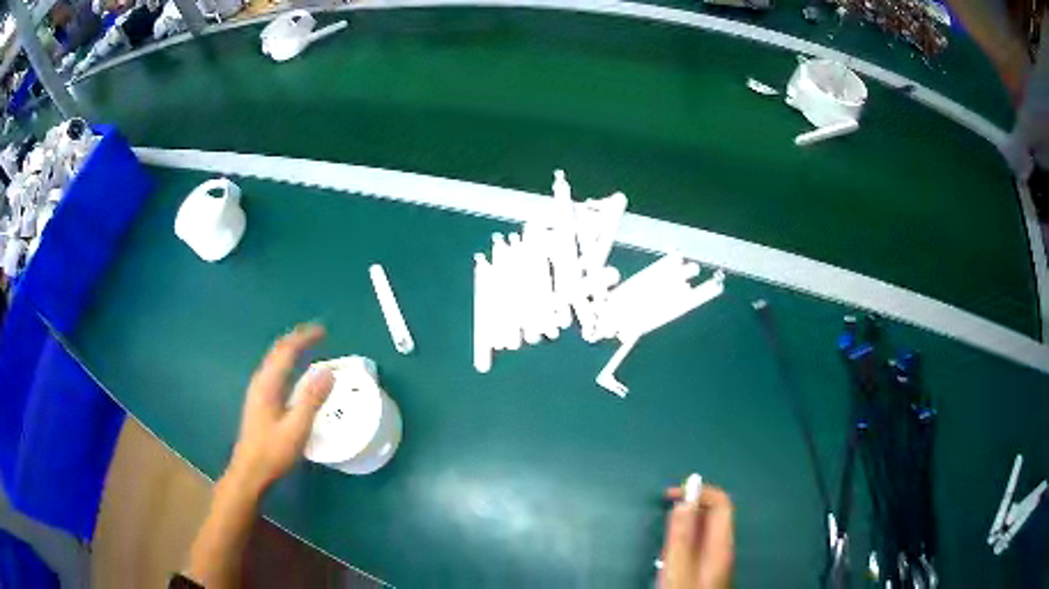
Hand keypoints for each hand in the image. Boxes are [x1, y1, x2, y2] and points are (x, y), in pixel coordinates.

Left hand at [225, 323, 333, 493]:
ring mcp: (257, 391)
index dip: (304, 338)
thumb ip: (311, 399)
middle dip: (297, 339)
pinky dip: (287, 363)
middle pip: (277, 351)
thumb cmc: (273, 451)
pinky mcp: (259, 401)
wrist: (250, 472)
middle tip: (318, 335)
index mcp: (268, 384)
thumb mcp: (297, 428)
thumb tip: (327, 371)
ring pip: (274, 361)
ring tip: (308, 348)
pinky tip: (294, 374)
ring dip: (291, 350)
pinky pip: (274, 372)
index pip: (286, 350)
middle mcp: (260, 382)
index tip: (323, 331)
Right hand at [658, 484, 733, 588]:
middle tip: (664, 522)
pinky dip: (683, 545)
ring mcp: (719, 560)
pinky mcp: (710, 570)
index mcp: (722, 545)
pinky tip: (669, 561)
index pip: (721, 502)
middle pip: (713, 515)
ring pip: (704, 531)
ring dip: (683, 530)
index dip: (698, 492)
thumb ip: (682, 537)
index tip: (672, 495)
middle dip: (687, 511)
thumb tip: (684, 502)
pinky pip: (699, 547)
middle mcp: (725, 549)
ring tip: (663, 547)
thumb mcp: (678, 570)